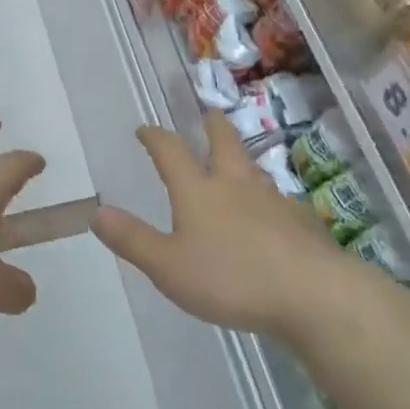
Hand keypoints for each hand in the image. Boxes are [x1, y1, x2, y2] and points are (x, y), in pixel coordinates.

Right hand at [93, 112, 338, 334]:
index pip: (171, 152)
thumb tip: (96, 212)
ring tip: (237, 161)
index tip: (145, 129)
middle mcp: (236, 184)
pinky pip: (280, 201)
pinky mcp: (302, 223)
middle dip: (212, 127)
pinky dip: (269, 199)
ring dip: (242, 159)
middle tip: (208, 114)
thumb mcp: (169, 266)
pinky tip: (272, 215)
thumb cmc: (232, 278)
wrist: (313, 294)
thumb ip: (133, 240)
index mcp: (199, 191)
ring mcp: (274, 200)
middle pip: (224, 143)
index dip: (156, 137)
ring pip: (254, 169)